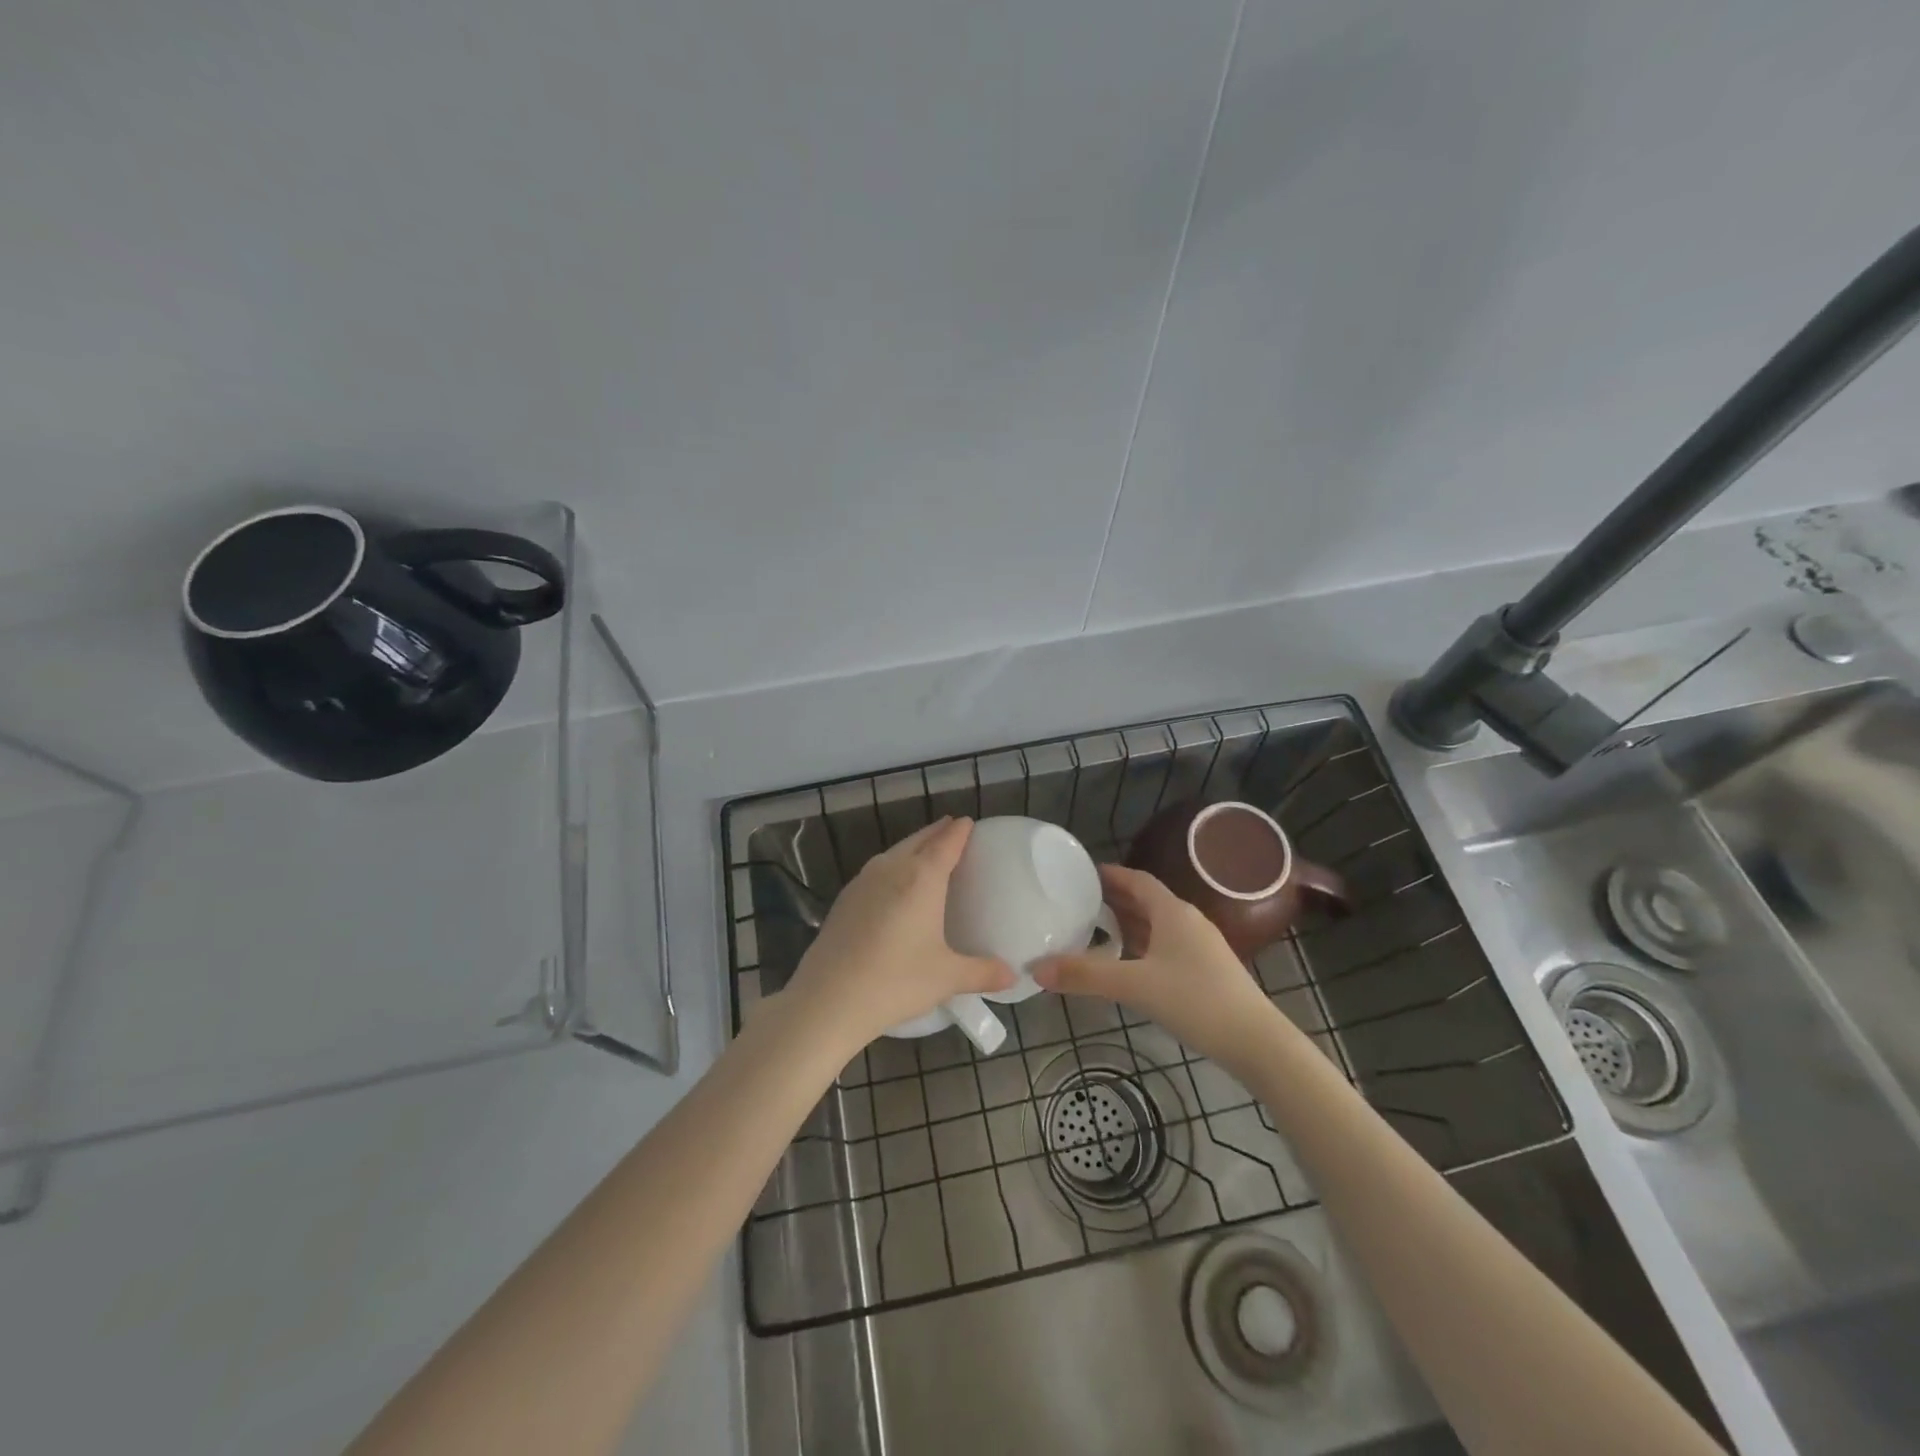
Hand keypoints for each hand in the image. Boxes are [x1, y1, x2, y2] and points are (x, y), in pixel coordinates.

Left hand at [783, 817, 1014, 1055]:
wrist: (828, 999)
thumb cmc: (896, 981)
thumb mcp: (946, 978)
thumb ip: (982, 972)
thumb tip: (1012, 975)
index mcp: (922, 878)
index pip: (946, 843)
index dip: (959, 831)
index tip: (969, 822)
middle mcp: (892, 869)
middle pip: (918, 840)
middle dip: (936, 833)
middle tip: (951, 829)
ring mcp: (863, 882)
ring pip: (894, 852)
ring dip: (912, 847)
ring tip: (925, 851)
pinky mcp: (844, 899)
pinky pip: (876, 871)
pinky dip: (892, 866)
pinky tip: (892, 884)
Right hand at [1034, 864, 1294, 1076]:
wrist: (1256, 1042)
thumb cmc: (1195, 1001)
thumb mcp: (1134, 986)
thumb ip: (1085, 976)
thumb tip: (1036, 968)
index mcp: (1173, 912)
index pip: (1137, 880)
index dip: (1110, 875)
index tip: (1082, 874)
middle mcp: (1188, 921)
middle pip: (1147, 901)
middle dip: (1114, 899)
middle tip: (1079, 902)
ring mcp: (1200, 946)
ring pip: (1157, 925)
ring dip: (1128, 923)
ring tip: (1095, 930)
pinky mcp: (1206, 970)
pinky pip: (1166, 945)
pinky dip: (1142, 945)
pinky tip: (1127, 963)